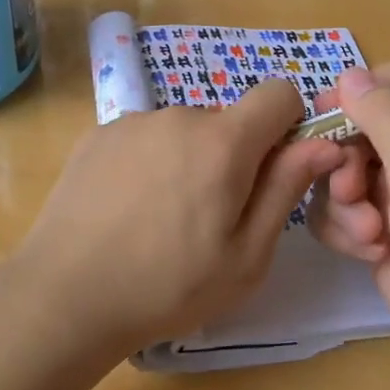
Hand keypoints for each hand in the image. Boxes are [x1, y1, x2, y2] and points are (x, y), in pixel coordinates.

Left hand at [13, 81, 345, 358]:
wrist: (65, 296)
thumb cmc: (169, 285)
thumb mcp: (247, 254)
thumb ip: (286, 189)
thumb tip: (324, 144)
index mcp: (223, 140)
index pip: (279, 93)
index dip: (289, 126)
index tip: (275, 170)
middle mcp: (178, 115)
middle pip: (227, 121)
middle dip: (233, 156)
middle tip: (211, 217)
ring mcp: (132, 121)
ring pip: (183, 132)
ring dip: (188, 161)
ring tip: (161, 220)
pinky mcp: (97, 135)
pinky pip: (144, 139)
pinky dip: (149, 164)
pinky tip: (126, 211)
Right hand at [308, 64, 389, 389]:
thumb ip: (388, 119)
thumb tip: (349, 74)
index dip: (361, 93)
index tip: (328, 115)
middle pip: (361, 128)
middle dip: (347, 160)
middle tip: (350, 191)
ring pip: (344, 172)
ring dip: (344, 201)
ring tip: (369, 236)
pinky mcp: (384, 234)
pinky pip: (342, 211)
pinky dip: (345, 229)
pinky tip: (367, 255)